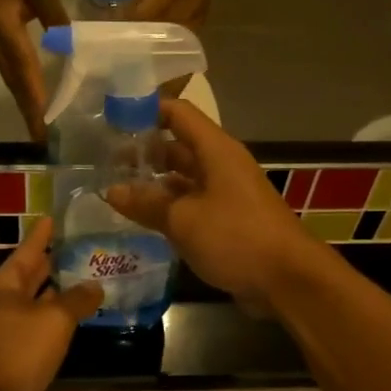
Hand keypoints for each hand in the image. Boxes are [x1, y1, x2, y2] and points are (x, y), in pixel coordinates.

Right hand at [0, 0, 67, 139]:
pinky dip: (21, 91)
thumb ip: (54, 14)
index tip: (44, 125)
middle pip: (16, 86)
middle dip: (30, 114)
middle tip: (42, 140)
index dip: (36, 99)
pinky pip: (9, 74)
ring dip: (25, 105)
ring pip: (12, 83)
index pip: (26, 73)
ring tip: (37, 127)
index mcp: (8, 34)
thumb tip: (71, 42)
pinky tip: (29, 99)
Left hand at [0, 219, 100, 390]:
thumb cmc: (11, 352)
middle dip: (51, 263)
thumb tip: (94, 285)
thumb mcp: (52, 322)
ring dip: (54, 294)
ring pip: (32, 303)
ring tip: (82, 284)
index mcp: (6, 283)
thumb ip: (75, 301)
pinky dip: (49, 323)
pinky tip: (66, 327)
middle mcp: (0, 301)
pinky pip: (32, 329)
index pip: (29, 248)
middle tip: (80, 249)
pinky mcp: (3, 355)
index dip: (43, 233)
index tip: (55, 216)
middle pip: (29, 275)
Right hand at [103, 100, 314, 311]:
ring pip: (182, 178)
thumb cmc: (236, 237)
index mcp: (215, 151)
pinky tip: (141, 219)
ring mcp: (225, 195)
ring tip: (114, 189)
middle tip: (103, 161)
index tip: (111, 119)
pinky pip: (191, 205)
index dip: (145, 110)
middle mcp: (221, 166)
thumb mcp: (184, 219)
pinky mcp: (227, 222)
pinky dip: (167, 208)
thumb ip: (146, 203)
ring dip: (152, 183)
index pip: (177, 113)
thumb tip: (111, 191)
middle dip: (143, 151)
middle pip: (177, 146)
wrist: (288, 279)